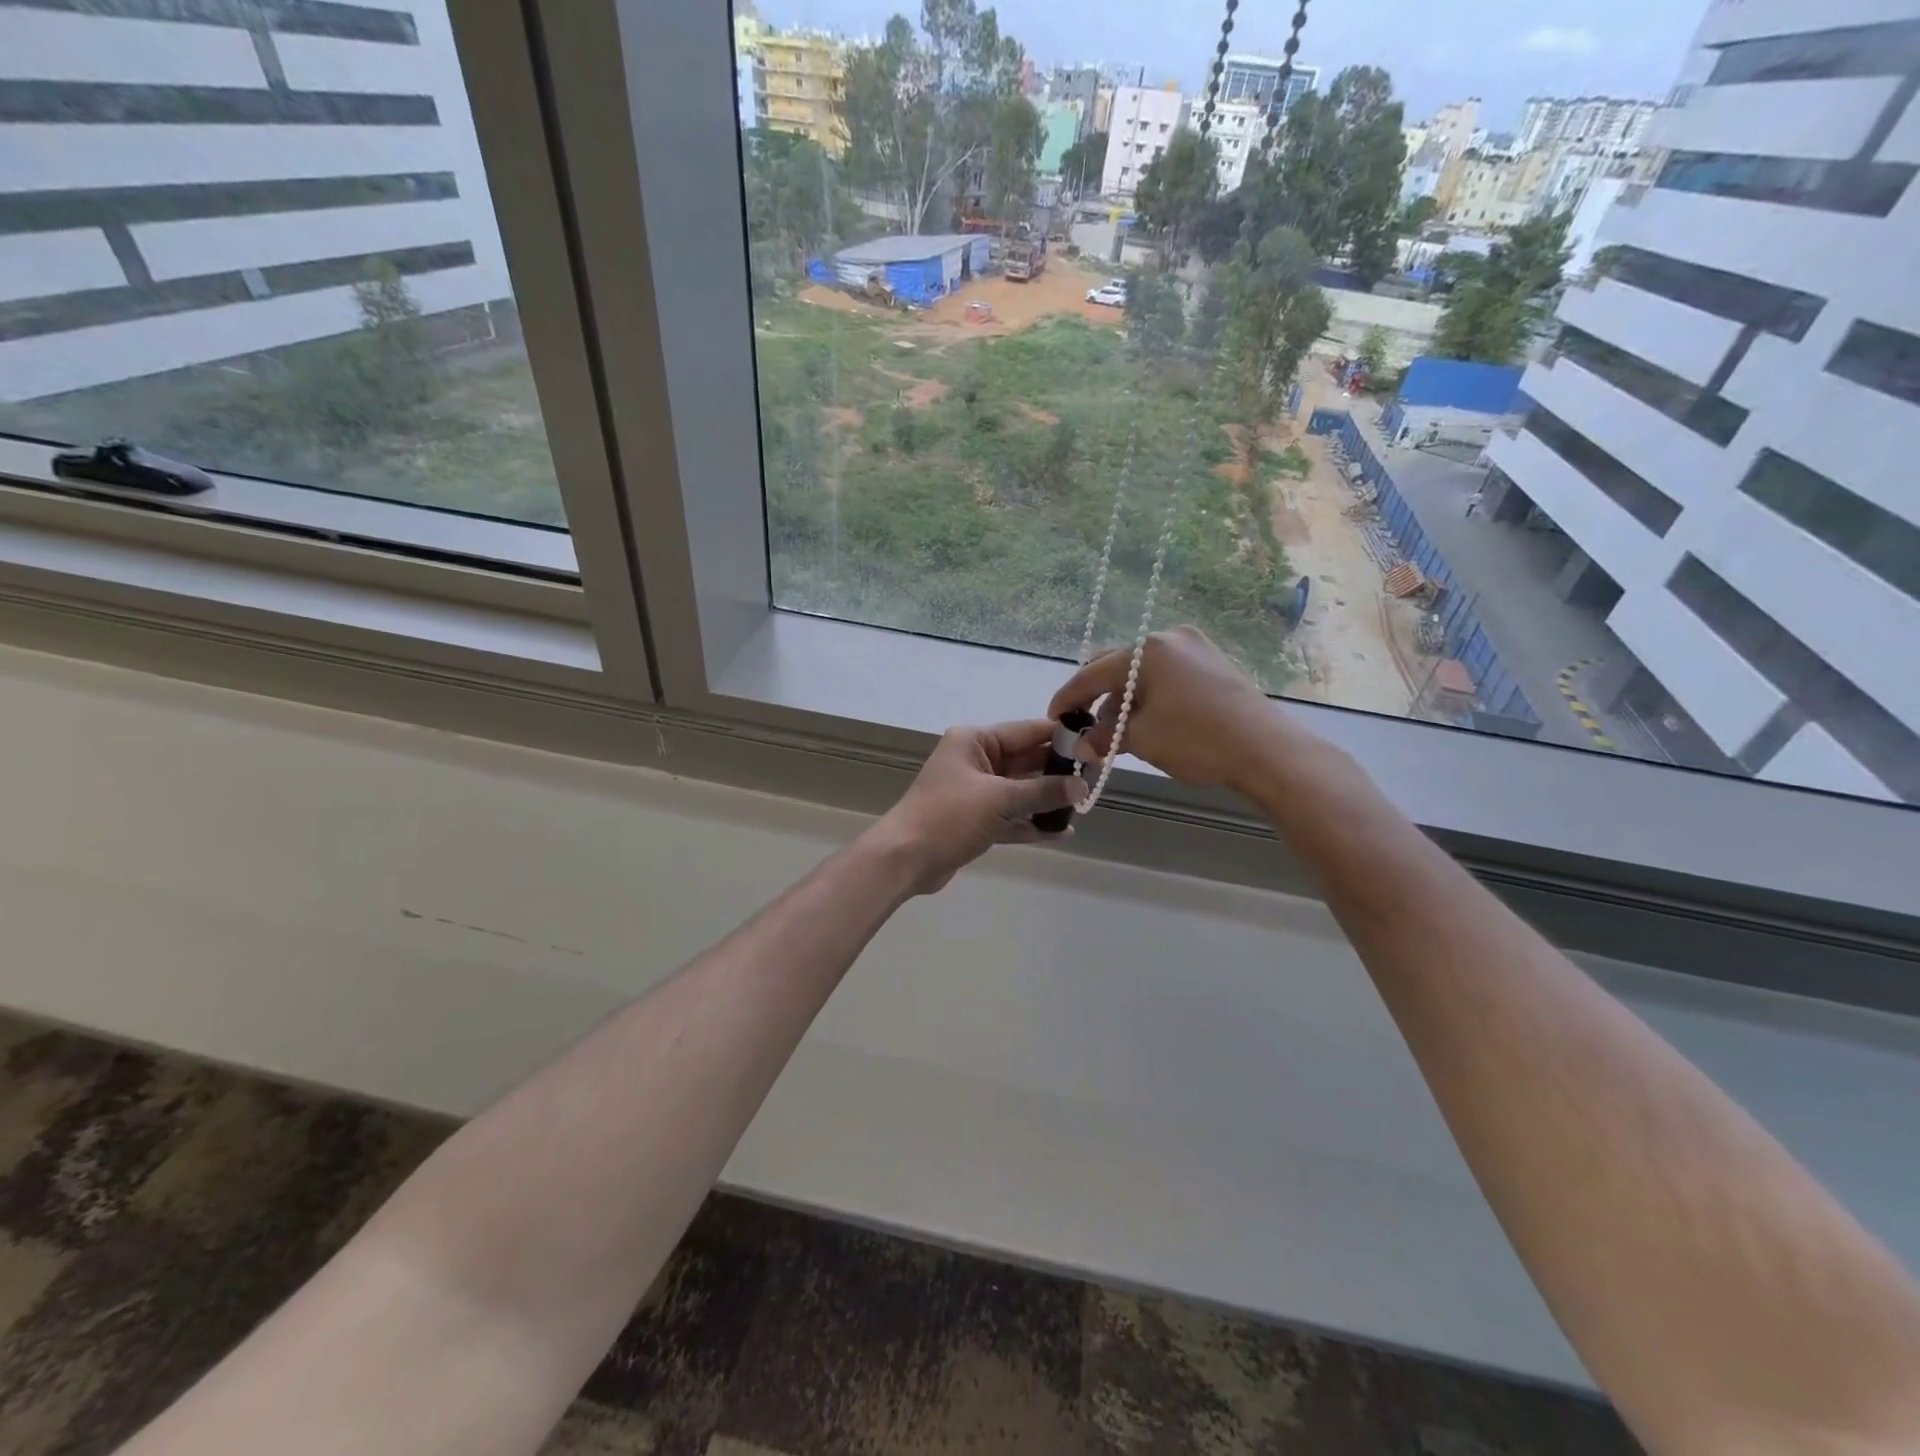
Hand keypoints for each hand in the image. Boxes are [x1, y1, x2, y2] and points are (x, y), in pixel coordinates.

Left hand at [868, 720, 1085, 894]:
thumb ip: (1042, 791)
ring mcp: (974, 793)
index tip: (1094, 743)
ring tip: (1084, 805)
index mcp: (974, 741)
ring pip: (1020, 791)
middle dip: (1057, 771)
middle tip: (1094, 779)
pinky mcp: (974, 821)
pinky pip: (1010, 817)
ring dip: (1047, 799)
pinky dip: (1031, 824)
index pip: (1026, 731)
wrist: (904, 859)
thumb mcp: (999, 799)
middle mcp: (975, 761)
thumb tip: (1081, 787)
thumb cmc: (948, 816)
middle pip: (1025, 760)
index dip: (1059, 737)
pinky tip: (1061, 832)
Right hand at [1048, 626, 1294, 790]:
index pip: (1093, 673)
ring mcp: (1194, 648)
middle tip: (1085, 727)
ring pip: (1142, 672)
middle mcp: (1168, 638)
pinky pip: (1166, 676)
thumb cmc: (1196, 739)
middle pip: (1117, 666)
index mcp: (1147, 650)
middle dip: (1097, 698)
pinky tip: (1146, 721)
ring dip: (1124, 699)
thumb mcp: (1142, 739)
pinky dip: (1149, 696)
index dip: (1068, 697)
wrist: (1266, 750)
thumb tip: (1082, 744)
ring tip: (1117, 732)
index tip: (1053, 717)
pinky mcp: (1212, 663)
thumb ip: (1105, 736)